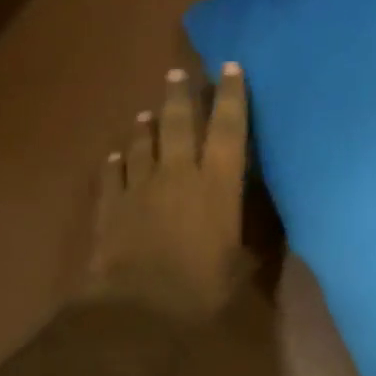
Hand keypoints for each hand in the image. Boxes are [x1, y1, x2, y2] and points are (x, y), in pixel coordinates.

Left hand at [79, 62, 251, 330]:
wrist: (138, 307)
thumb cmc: (201, 287)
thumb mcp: (239, 264)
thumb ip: (249, 240)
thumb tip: (264, 234)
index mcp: (217, 184)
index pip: (228, 129)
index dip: (231, 96)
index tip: (231, 67)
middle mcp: (178, 174)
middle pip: (178, 123)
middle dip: (180, 95)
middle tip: (177, 73)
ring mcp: (140, 186)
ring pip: (142, 143)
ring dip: (145, 125)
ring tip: (146, 112)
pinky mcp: (111, 205)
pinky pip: (112, 173)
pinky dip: (115, 161)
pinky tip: (115, 154)